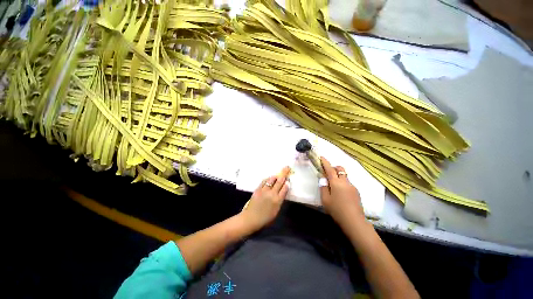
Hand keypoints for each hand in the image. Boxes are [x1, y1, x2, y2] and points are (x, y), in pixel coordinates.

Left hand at [240, 166, 290, 231]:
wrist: (251, 218)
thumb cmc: (265, 218)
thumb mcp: (276, 211)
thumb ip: (279, 201)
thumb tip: (282, 193)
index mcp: (277, 200)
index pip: (285, 189)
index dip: (287, 183)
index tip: (288, 180)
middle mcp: (272, 193)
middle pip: (279, 181)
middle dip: (284, 174)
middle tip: (286, 168)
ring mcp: (264, 190)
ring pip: (271, 179)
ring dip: (275, 176)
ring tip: (277, 175)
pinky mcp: (258, 189)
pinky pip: (264, 181)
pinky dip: (267, 179)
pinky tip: (269, 179)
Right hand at [319, 157, 364, 226]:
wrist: (354, 221)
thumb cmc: (336, 210)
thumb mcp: (325, 199)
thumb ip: (323, 187)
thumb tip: (323, 178)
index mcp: (336, 183)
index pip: (329, 169)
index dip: (325, 162)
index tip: (322, 157)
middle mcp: (345, 182)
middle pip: (340, 169)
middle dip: (334, 167)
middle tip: (328, 173)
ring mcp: (352, 186)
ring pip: (344, 176)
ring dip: (338, 176)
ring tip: (333, 187)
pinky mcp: (356, 192)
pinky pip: (348, 183)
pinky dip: (342, 183)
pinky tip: (341, 194)